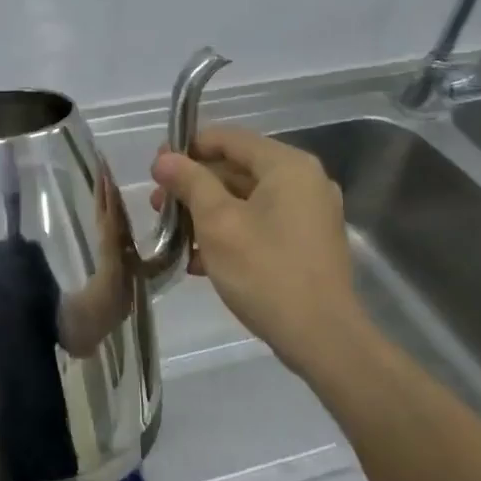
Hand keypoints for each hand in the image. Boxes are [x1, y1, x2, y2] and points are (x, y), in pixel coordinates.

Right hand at [151, 127, 360, 369]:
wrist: (324, 341)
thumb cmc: (266, 271)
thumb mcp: (217, 222)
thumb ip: (189, 182)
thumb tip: (165, 159)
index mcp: (287, 166)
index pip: (228, 139)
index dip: (187, 149)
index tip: (156, 170)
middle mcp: (304, 181)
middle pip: (236, 168)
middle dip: (193, 186)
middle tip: (158, 205)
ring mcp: (309, 214)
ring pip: (245, 199)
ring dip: (206, 213)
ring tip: (173, 235)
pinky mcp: (307, 244)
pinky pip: (261, 224)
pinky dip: (230, 232)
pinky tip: (199, 260)